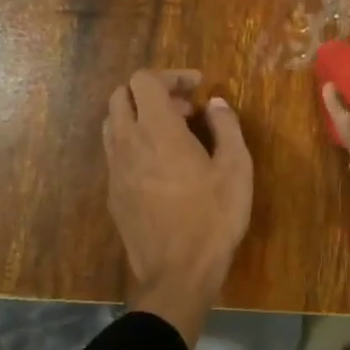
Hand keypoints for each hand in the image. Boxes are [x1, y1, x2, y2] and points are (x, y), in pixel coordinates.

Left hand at [104, 69, 252, 342]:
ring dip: (139, 116)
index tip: (197, 86)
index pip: (144, 80)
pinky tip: (162, 164)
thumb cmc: (213, 217)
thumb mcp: (236, 168)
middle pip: (121, 95)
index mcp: (158, 130)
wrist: (177, 274)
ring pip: (113, 122)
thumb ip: (226, 126)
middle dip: (152, 91)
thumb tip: (215, 104)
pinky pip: (115, 151)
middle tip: (185, 109)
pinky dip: (134, 141)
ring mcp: (115, 169)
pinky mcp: (112, 193)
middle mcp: (128, 142)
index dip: (171, 75)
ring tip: (173, 134)